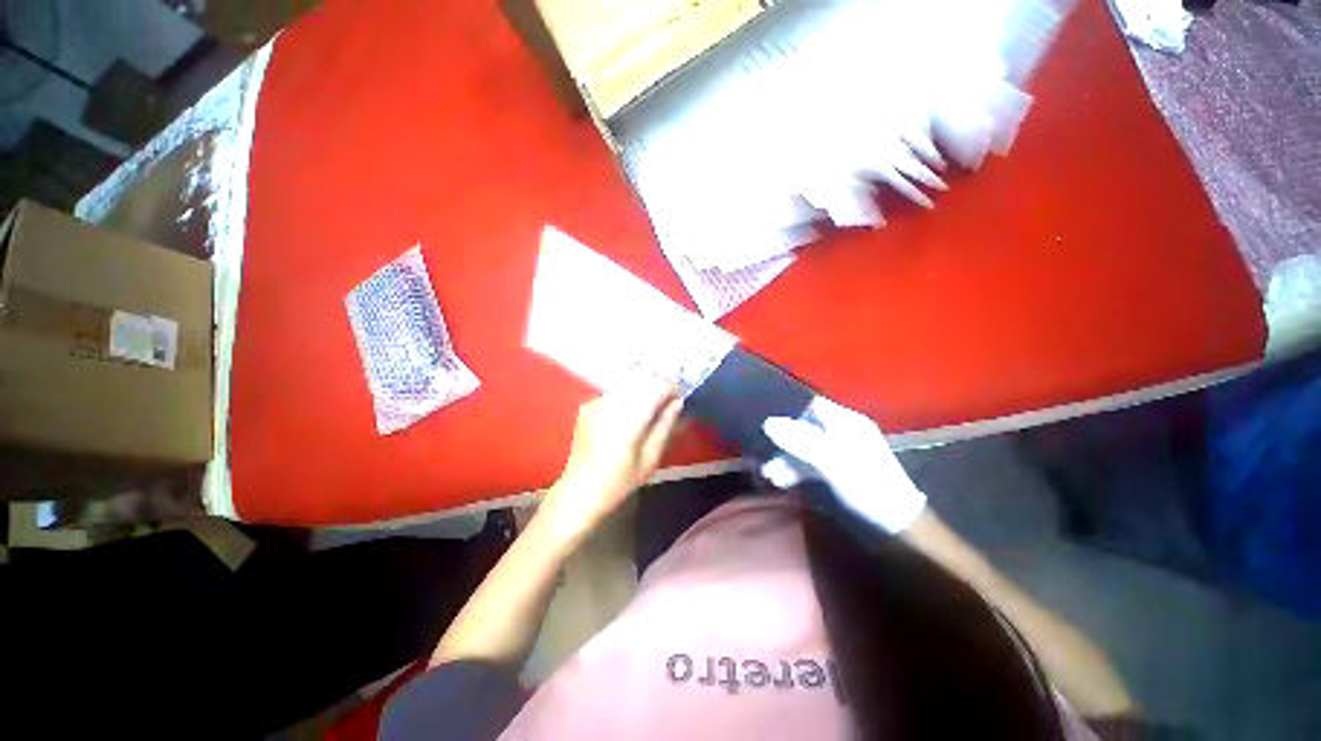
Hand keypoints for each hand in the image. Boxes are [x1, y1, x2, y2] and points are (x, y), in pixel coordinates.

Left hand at [540, 377, 682, 543]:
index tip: (679, 402)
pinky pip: (615, 393)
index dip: (672, 389)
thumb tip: (678, 402)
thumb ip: (665, 426)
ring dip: (643, 393)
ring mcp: (597, 402)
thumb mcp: (651, 458)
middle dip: (658, 390)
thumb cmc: (620, 480)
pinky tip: (626, 418)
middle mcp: (612, 402)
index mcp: (630, 417)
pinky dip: (626, 398)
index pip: (657, 386)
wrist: (580, 491)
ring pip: (629, 385)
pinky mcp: (588, 406)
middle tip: (666, 408)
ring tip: (647, 413)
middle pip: (643, 381)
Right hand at [761, 396, 925, 533]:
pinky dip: (798, 471)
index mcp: (847, 423)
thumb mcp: (832, 462)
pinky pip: (812, 463)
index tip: (781, 436)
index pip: (814, 408)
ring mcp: (841, 451)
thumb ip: (800, 442)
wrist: (897, 524)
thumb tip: (767, 423)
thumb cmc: (866, 486)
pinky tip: (784, 481)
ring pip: (807, 448)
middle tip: (768, 464)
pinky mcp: (839, 469)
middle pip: (807, 429)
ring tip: (771, 477)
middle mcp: (843, 432)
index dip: (795, 418)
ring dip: (788, 461)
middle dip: (786, 446)